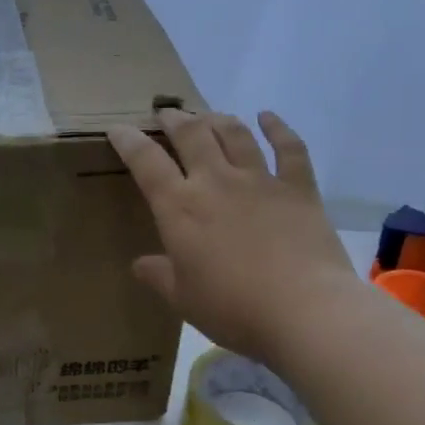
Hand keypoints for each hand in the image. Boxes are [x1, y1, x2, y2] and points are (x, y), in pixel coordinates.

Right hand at [107, 109, 358, 361]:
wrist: (305, 310)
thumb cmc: (233, 308)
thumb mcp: (183, 299)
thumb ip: (159, 276)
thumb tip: (140, 264)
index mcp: (179, 208)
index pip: (146, 162)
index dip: (129, 141)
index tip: (119, 128)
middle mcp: (215, 182)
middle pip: (191, 134)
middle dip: (174, 119)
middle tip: (165, 115)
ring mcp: (259, 180)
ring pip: (234, 134)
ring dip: (216, 119)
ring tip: (207, 116)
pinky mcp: (298, 188)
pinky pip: (289, 148)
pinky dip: (278, 128)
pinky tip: (268, 117)